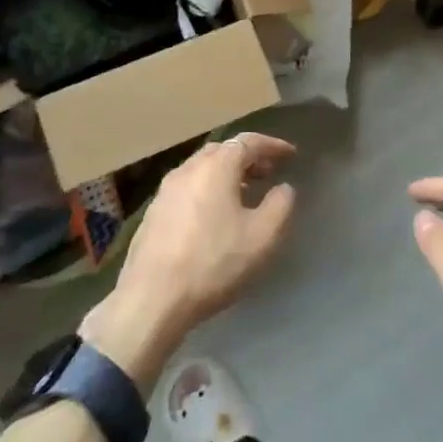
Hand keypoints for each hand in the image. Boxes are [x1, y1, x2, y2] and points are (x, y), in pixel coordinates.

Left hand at [80, 133, 296, 389]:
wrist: (151, 299)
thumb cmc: (213, 263)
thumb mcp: (262, 237)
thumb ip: (280, 206)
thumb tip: (284, 188)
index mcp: (216, 167)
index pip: (248, 142)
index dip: (272, 145)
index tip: (290, 154)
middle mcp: (188, 169)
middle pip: (222, 151)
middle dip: (248, 157)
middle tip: (268, 172)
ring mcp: (165, 190)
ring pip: (202, 169)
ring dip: (226, 174)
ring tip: (244, 193)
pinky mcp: (153, 213)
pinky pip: (187, 188)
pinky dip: (207, 189)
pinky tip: (214, 215)